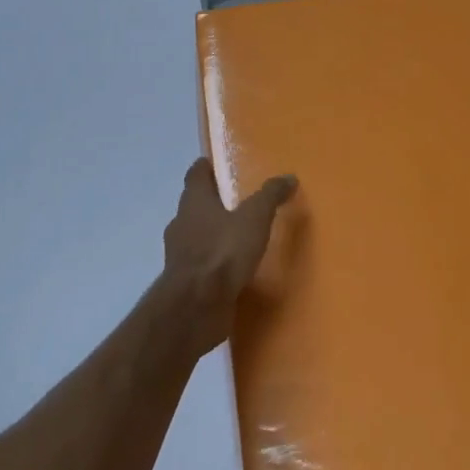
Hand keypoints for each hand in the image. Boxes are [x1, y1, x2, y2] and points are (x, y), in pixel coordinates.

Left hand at [154, 158, 298, 357]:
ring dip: (212, 234)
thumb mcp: (254, 218)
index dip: (205, 167)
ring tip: (238, 236)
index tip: (215, 163)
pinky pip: (202, 264)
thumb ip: (270, 196)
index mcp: (194, 202)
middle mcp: (181, 224)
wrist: (196, 306)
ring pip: (196, 235)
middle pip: (194, 205)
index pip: (196, 175)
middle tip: (235, 200)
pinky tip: (232, 268)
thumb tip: (288, 177)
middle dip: (212, 202)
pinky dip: (214, 262)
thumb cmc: (223, 252)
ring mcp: (180, 255)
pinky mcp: (186, 282)